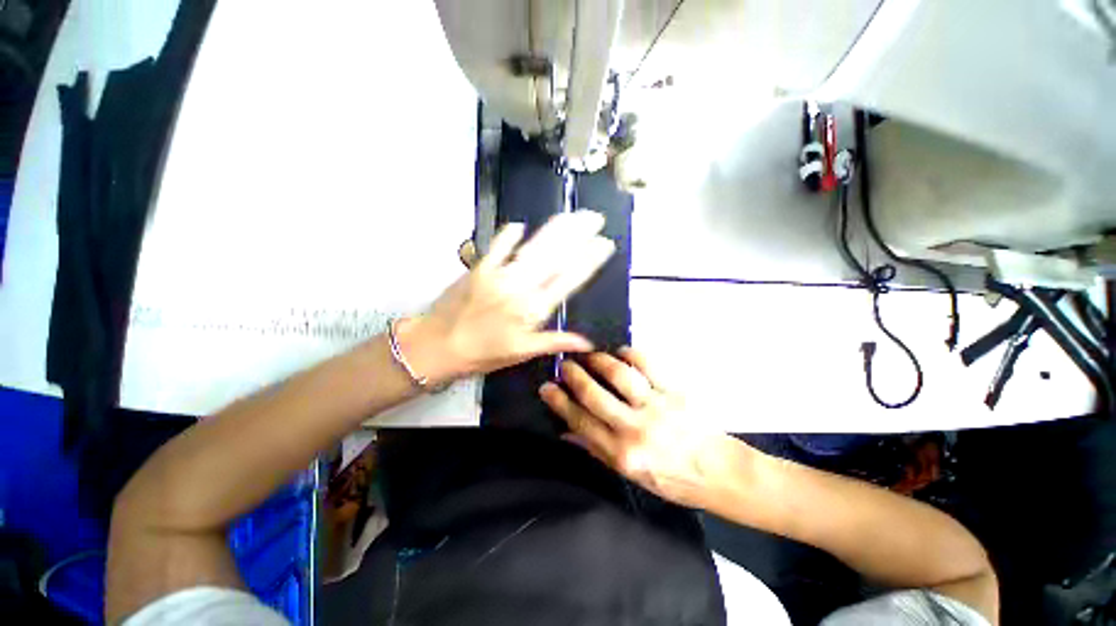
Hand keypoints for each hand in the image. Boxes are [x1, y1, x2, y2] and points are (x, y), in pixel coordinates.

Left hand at [400, 211, 615, 384]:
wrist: (436, 346)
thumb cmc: (482, 354)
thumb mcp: (522, 352)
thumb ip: (556, 342)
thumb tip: (587, 342)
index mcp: (534, 310)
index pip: (568, 279)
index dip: (588, 260)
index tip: (604, 244)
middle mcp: (521, 287)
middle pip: (555, 256)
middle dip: (578, 234)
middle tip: (595, 218)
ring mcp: (499, 274)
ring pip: (534, 248)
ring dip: (554, 230)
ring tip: (571, 216)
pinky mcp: (480, 267)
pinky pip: (497, 246)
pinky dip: (509, 235)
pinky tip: (519, 224)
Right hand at [540, 348, 738, 508]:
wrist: (718, 472)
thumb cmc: (672, 479)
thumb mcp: (631, 475)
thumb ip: (597, 450)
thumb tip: (567, 432)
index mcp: (622, 454)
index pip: (581, 421)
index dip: (560, 402)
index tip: (547, 387)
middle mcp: (635, 428)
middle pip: (595, 395)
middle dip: (574, 376)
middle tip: (565, 364)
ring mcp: (656, 407)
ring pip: (620, 376)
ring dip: (600, 361)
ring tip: (591, 356)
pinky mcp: (674, 392)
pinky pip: (649, 366)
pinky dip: (632, 354)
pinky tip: (622, 352)